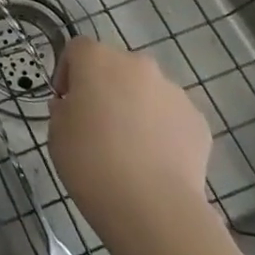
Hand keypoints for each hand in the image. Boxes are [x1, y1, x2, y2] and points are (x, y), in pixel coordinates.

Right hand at [48, 37, 212, 246]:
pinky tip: (155, 162)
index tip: (66, 102)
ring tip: (130, 148)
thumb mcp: (56, 132)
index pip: (77, 49)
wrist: (152, 205)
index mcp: (97, 59)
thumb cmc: (90, 161)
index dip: (68, 72)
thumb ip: (64, 110)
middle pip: (116, 67)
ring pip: (147, 91)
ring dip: (136, 107)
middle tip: (97, 124)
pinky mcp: (198, 121)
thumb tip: (76, 107)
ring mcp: (173, 92)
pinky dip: (162, 130)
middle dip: (106, 88)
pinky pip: (172, 117)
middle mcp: (138, 65)